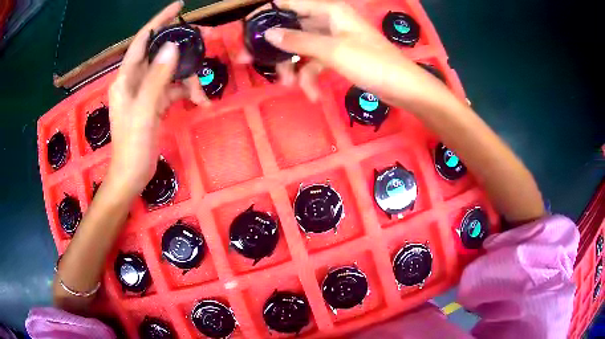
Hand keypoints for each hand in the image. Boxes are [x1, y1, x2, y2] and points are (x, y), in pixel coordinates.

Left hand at [107, 1, 200, 198]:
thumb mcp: (143, 110)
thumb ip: (156, 78)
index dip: (159, 21)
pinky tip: (199, 102)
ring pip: (170, 73)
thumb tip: (173, 48)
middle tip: (205, 41)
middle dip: (182, 49)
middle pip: (160, 55)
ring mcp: (146, 92)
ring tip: (201, 95)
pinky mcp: (155, 104)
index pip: (142, 41)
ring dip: (187, 80)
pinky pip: (173, 90)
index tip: (179, 7)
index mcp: (126, 78)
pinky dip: (186, 94)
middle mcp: (135, 80)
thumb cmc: (132, 145)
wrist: (132, 175)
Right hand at [254, 0, 430, 102]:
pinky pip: (315, 62)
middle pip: (291, 28)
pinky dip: (311, 76)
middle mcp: (329, 20)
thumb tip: (268, 33)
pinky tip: (311, 94)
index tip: (246, 31)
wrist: (403, 88)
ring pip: (301, 47)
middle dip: (273, 46)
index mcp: (329, 10)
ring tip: (288, 85)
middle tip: (248, 61)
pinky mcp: (338, 55)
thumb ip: (298, 40)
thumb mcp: (332, 50)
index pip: (289, 4)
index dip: (266, 15)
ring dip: (292, 66)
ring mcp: (333, 38)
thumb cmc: (372, 63)